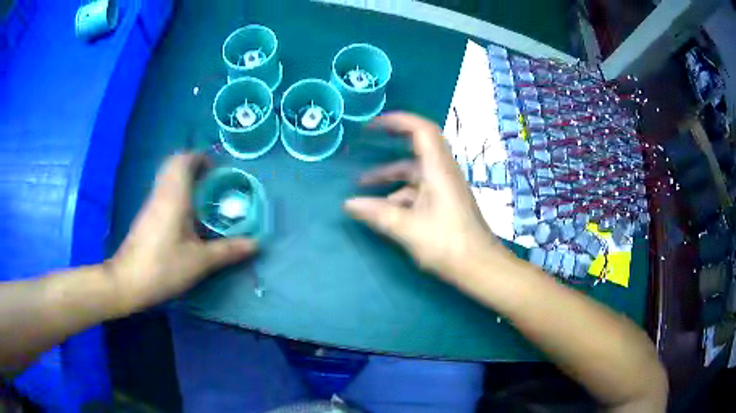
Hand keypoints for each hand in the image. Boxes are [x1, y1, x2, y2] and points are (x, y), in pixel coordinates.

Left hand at [109, 154, 256, 314]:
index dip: (200, 158)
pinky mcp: (146, 217)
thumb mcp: (199, 262)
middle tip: (212, 181)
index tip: (216, 169)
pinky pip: (163, 192)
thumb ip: (227, 250)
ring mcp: (151, 205)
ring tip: (204, 197)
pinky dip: (177, 193)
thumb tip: (255, 244)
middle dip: (193, 166)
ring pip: (167, 178)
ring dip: (185, 179)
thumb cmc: (163, 267)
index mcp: (174, 196)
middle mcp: (161, 194)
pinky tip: (187, 216)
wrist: (127, 282)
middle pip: (174, 165)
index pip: (183, 160)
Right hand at [344, 113, 501, 278]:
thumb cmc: (447, 243)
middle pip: (415, 149)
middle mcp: (442, 172)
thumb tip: (348, 204)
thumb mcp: (407, 228)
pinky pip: (419, 189)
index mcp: (438, 169)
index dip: (398, 120)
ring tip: (363, 187)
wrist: (479, 266)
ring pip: (414, 173)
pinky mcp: (445, 201)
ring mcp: (444, 187)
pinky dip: (400, 194)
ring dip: (390, 176)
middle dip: (388, 147)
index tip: (373, 124)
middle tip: (365, 145)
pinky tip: (383, 210)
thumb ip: (376, 214)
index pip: (421, 130)